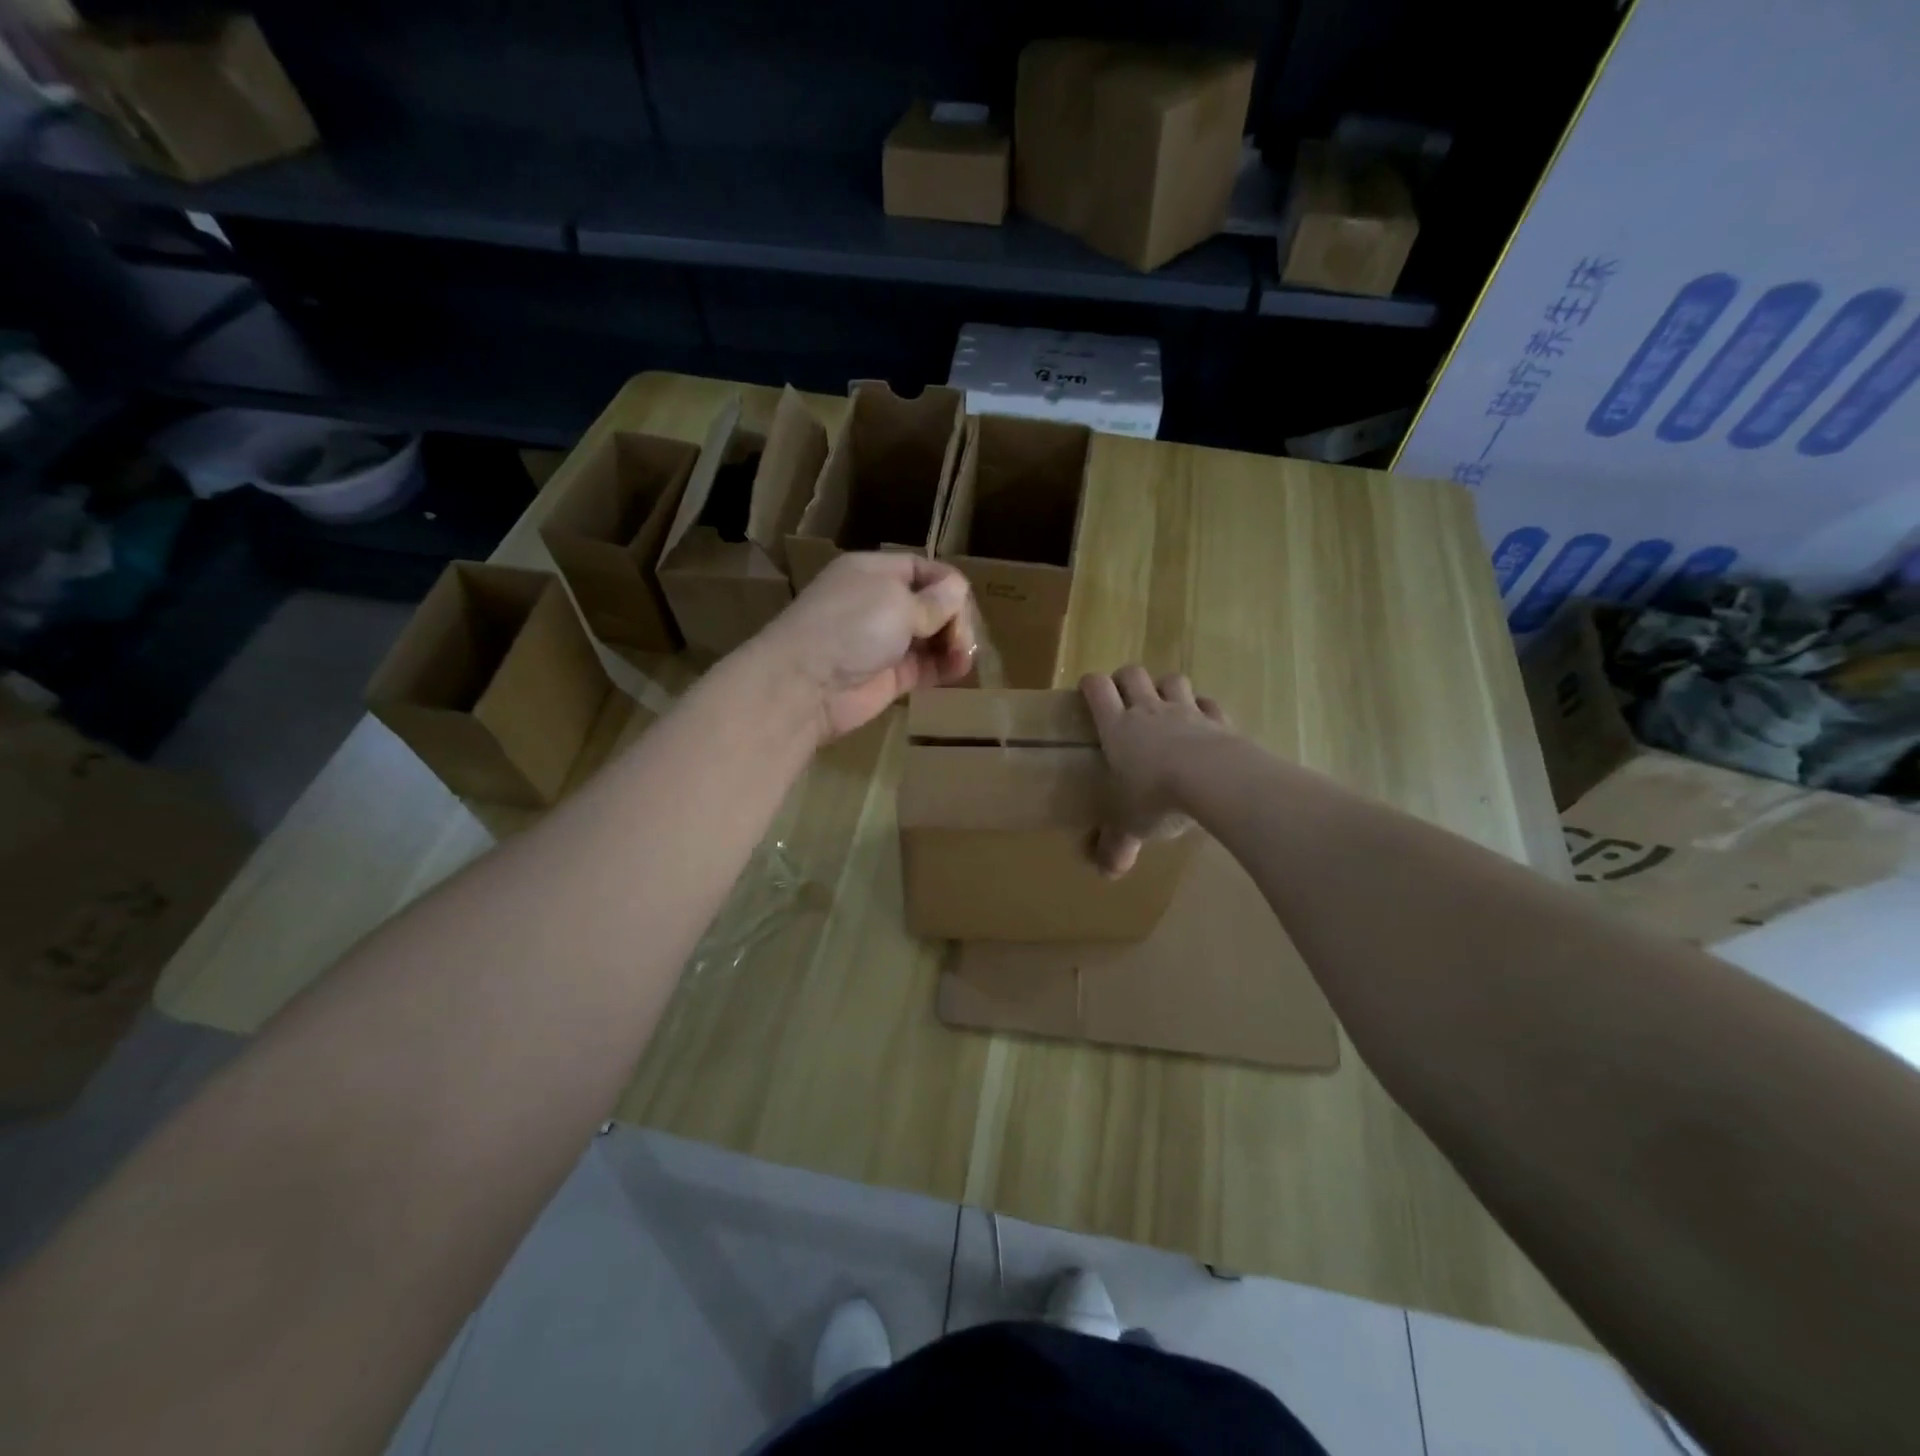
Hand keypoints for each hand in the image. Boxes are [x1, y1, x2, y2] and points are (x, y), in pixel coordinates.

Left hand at [759, 553, 976, 741]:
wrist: (806, 685)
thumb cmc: (851, 627)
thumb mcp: (898, 602)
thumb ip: (934, 600)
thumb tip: (958, 590)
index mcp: (874, 572)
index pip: (923, 570)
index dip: (949, 585)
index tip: (964, 606)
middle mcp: (878, 603)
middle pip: (931, 604)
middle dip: (953, 618)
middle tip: (960, 640)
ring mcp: (884, 641)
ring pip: (931, 636)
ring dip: (953, 644)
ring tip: (962, 657)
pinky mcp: (889, 676)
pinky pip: (925, 666)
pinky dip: (944, 667)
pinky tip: (958, 670)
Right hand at [1080, 666, 1231, 876]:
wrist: (1214, 780)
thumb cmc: (1157, 797)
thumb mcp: (1130, 826)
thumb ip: (1117, 845)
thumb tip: (1106, 873)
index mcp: (1117, 728)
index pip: (1096, 689)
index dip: (1090, 685)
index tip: (1088, 692)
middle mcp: (1148, 710)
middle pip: (1132, 674)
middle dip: (1125, 679)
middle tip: (1124, 698)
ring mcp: (1186, 711)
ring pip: (1172, 680)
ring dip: (1165, 687)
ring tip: (1164, 705)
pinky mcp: (1219, 720)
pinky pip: (1209, 703)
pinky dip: (1205, 708)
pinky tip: (1204, 723)